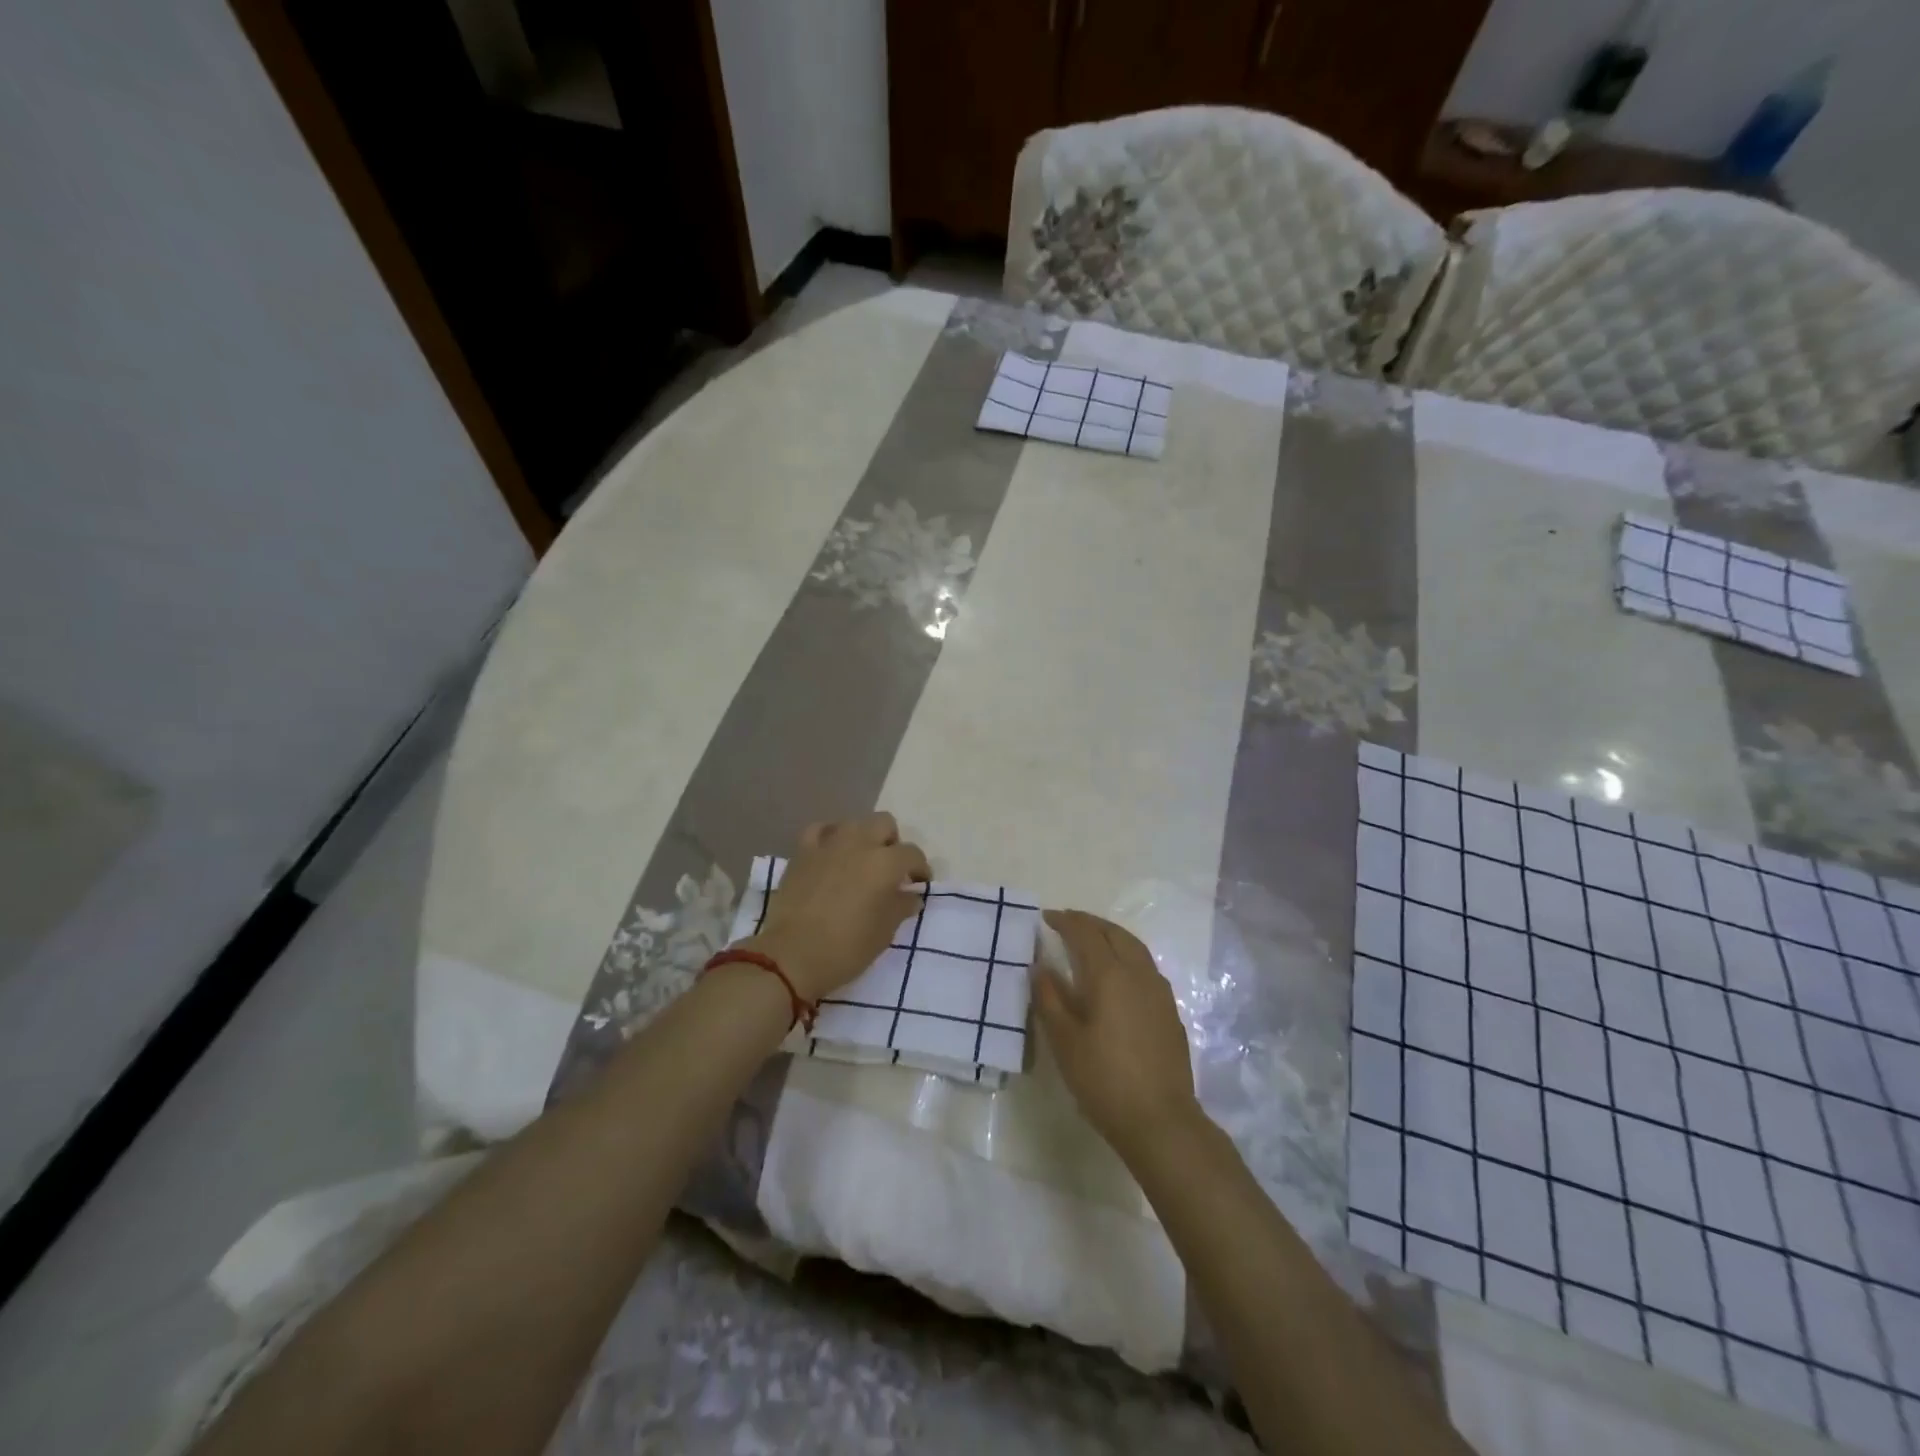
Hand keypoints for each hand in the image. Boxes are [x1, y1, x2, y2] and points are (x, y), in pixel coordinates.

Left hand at [746, 813, 930, 1001]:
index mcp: (885, 863)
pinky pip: (820, 831)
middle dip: (892, 842)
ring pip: (853, 823)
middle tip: (890, 868)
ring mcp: (828, 844)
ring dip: (862, 837)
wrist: (792, 956)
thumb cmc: (847, 948)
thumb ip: (901, 907)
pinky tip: (830, 854)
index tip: (918, 884)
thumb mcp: (885, 932)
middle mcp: (859, 844)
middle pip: (884, 823)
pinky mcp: (802, 852)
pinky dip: (829, 837)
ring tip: (860, 861)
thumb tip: (910, 896)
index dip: (920, 868)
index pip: (912, 854)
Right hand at [1034, 910, 1199, 1157]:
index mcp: (1109, 974)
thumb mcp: (1064, 1041)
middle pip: (1114, 933)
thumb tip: (1040, 967)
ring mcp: (1159, 991)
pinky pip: (1145, 966)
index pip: (1085, 933)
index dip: (1066, 921)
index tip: (1047, 917)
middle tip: (1068, 921)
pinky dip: (1126, 955)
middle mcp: (1138, 973)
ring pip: (1134, 947)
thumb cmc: (1104, 1079)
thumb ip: (1049, 999)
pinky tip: (1117, 973)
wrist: (1161, 1121)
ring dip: (1111, 935)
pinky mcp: (1170, 1010)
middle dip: (1090, 922)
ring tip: (1092, 939)